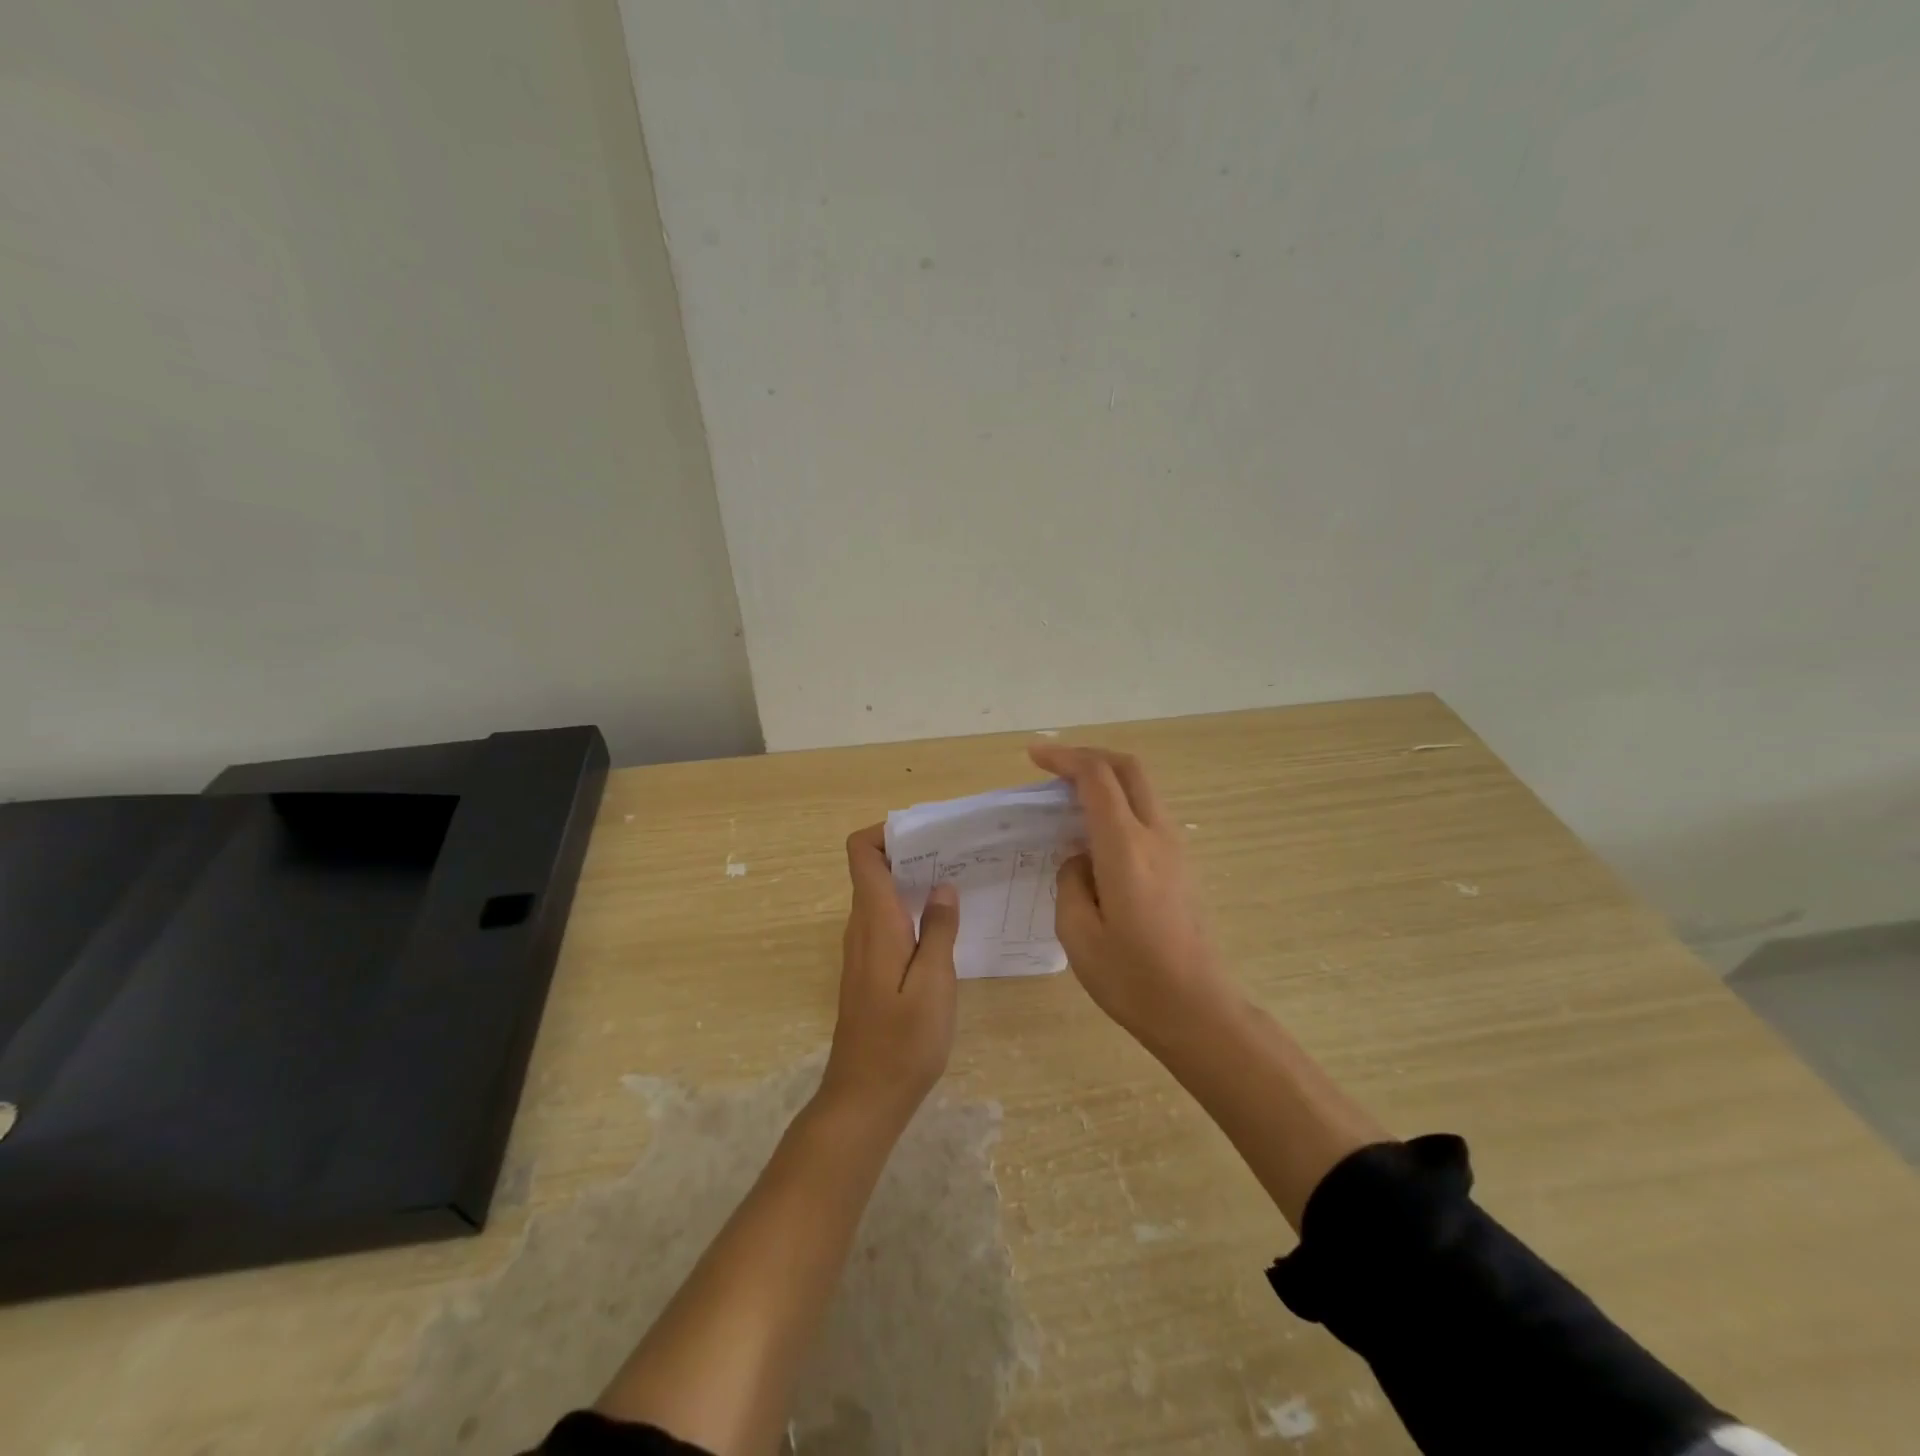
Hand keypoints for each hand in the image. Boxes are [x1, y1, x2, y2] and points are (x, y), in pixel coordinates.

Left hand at [821, 825, 960, 1119]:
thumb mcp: (934, 984)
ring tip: (958, 884)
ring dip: (914, 883)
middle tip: (958, 856)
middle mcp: (861, 927)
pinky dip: (911, 910)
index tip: (928, 835)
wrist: (865, 1098)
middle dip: (912, 854)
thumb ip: (939, 930)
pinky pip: (886, 921)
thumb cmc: (903, 1042)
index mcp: (874, 921)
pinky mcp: (869, 969)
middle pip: (874, 869)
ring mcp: (862, 949)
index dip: (887, 832)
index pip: (861, 853)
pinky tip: (944, 927)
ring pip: (882, 896)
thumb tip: (942, 886)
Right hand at [1029, 744, 1233, 1037]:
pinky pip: (1149, 814)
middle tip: (1054, 767)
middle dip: (1089, 756)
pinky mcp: (1184, 865)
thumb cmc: (1131, 978)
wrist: (1198, 1011)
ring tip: (1070, 798)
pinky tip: (1097, 834)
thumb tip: (1079, 858)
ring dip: (1107, 779)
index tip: (1034, 756)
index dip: (1063, 758)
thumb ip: (1070, 882)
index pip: (1096, 778)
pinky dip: (1120, 804)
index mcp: (1126, 847)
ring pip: (1143, 789)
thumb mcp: (1077, 933)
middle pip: (1129, 768)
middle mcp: (1156, 836)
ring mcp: (1177, 848)